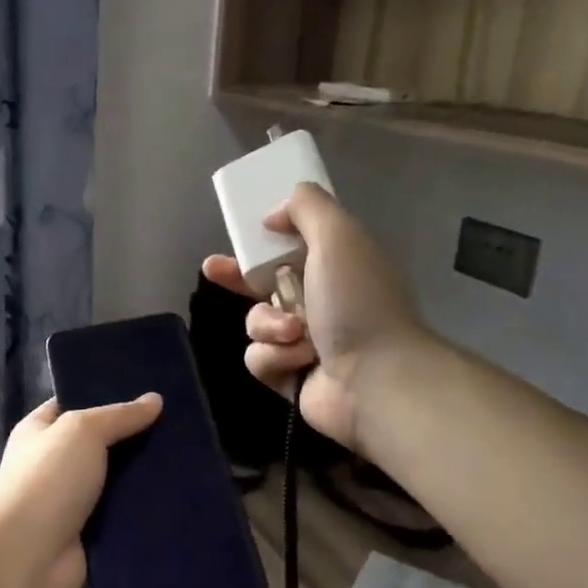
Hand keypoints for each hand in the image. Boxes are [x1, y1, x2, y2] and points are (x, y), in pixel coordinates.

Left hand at [0, 392, 163, 587]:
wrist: (29, 556)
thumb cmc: (48, 480)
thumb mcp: (83, 431)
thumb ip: (119, 415)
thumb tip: (155, 400)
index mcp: (38, 430)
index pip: (74, 403)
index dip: (106, 396)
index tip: (148, 393)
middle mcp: (50, 462)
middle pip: (98, 443)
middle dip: (132, 437)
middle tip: (177, 426)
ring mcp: (68, 500)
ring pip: (113, 480)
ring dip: (141, 476)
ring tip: (186, 461)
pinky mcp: (86, 533)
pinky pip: (119, 514)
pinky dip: (141, 510)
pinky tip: (175, 498)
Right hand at [202, 182, 436, 451]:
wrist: (375, 378)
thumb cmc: (357, 302)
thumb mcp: (338, 237)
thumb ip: (307, 208)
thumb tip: (275, 214)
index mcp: (336, 267)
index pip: (292, 246)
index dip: (263, 240)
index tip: (241, 235)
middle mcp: (320, 302)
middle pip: (264, 283)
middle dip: (237, 277)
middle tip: (213, 270)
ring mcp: (305, 342)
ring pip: (256, 322)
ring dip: (268, 325)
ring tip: (296, 334)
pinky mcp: (291, 376)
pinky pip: (259, 358)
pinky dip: (275, 358)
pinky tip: (299, 362)